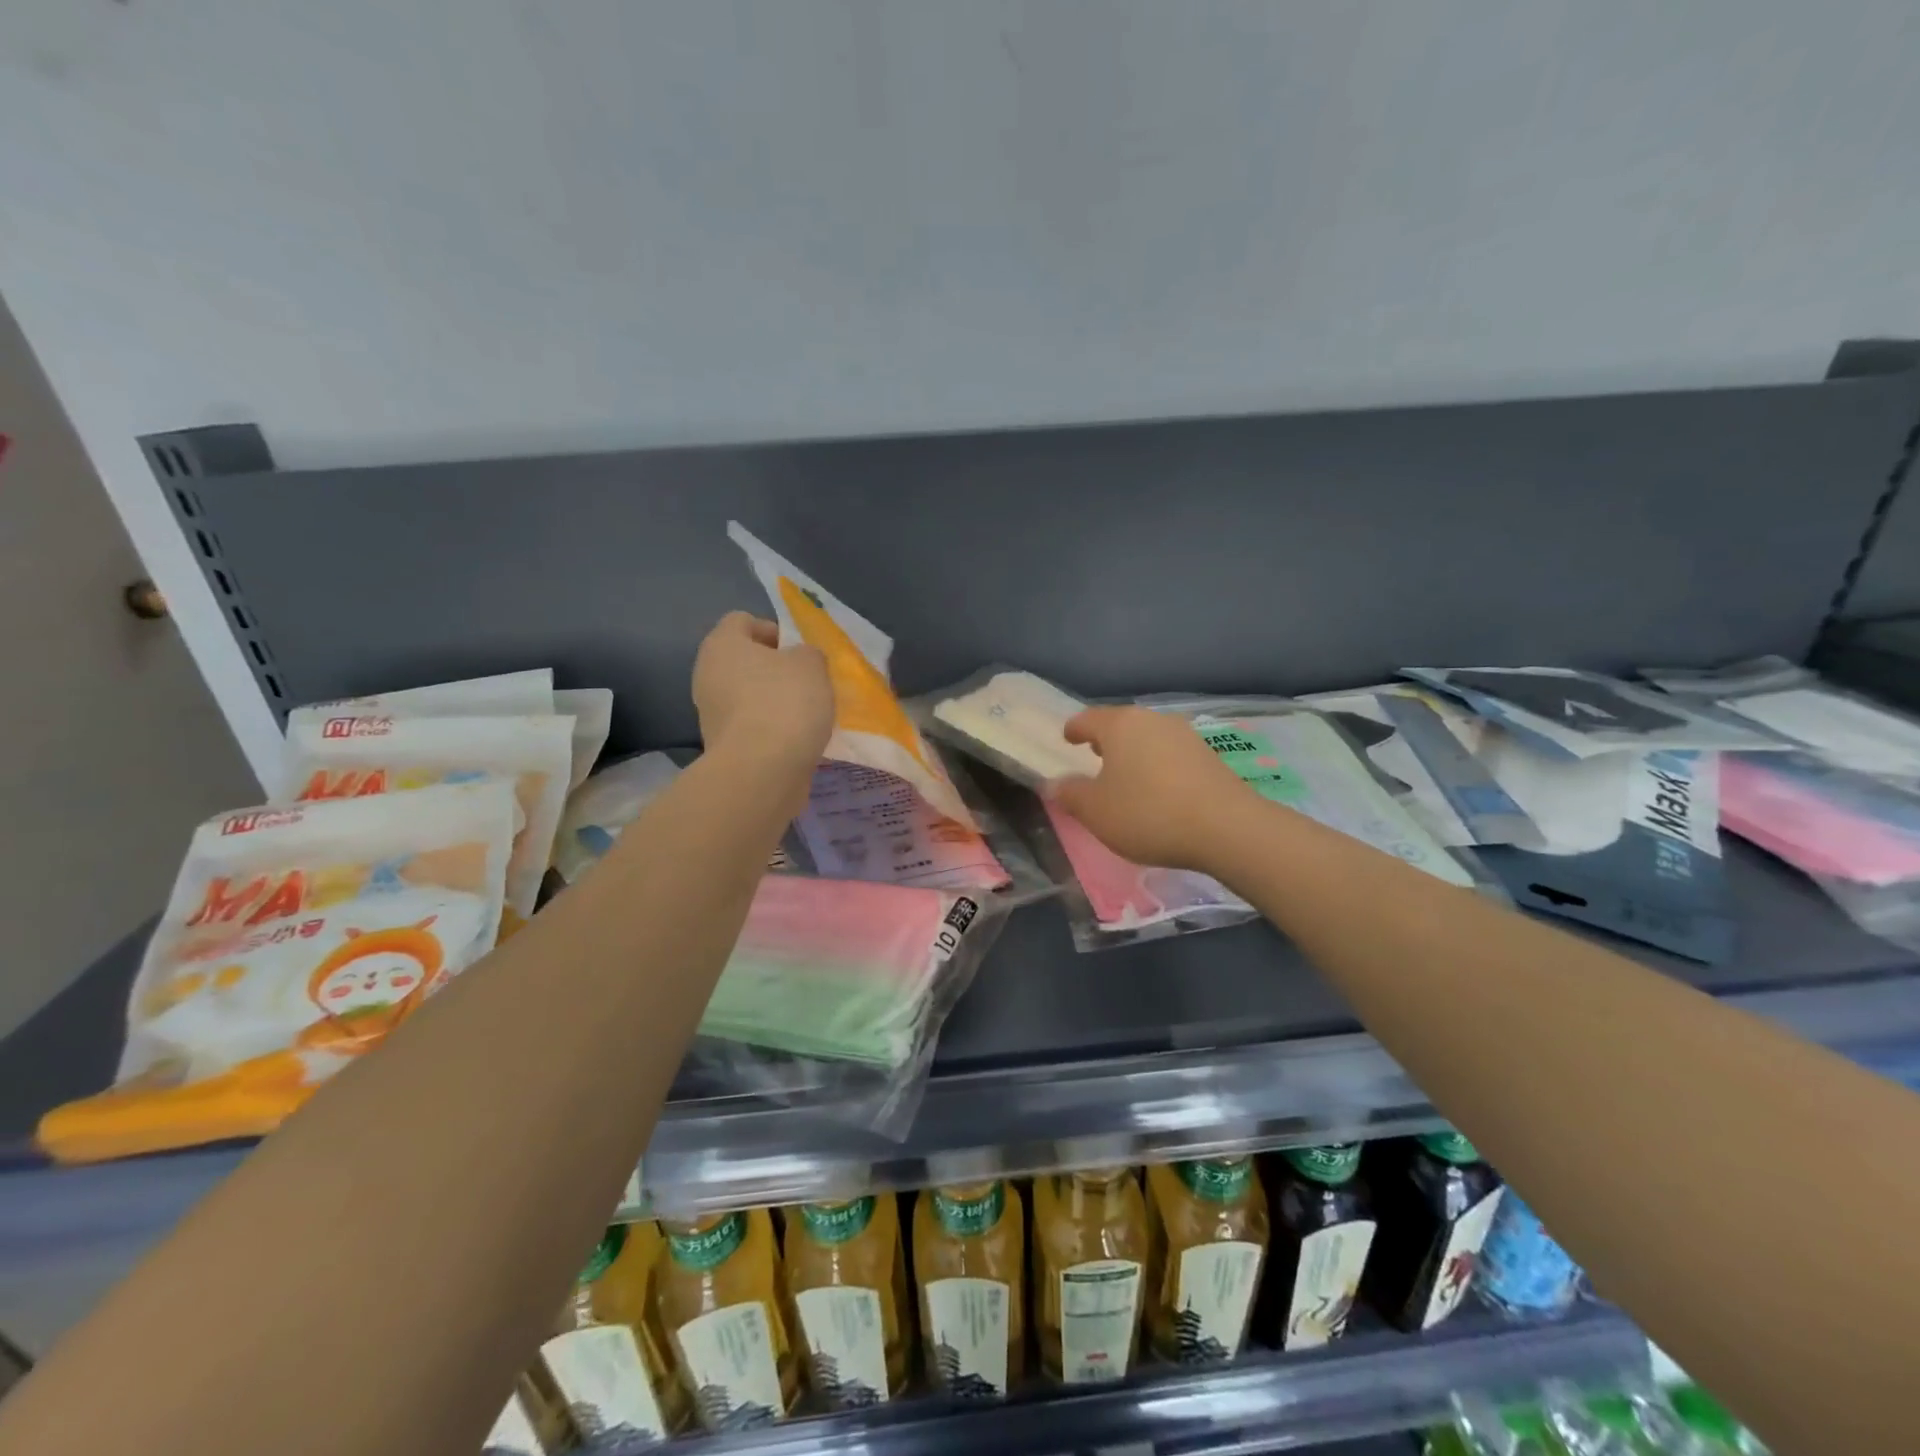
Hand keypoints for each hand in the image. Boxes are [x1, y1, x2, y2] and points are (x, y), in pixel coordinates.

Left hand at [692, 613, 833, 779]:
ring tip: (806, 714)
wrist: (762, 771)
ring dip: (773, 701)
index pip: (742, 621)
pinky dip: (770, 729)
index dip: (773, 630)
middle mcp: (707, 674)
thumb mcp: (812, 664)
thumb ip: (807, 653)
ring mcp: (709, 713)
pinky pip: (750, 725)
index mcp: (722, 644)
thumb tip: (798, 661)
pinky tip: (795, 739)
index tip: (798, 652)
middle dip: (775, 669)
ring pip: (747, 695)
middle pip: (744, 661)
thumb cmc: (785, 703)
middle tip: (806, 682)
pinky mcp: (721, 745)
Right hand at [1047, 706, 1255, 872]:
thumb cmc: (1148, 813)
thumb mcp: (1096, 811)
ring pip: (1148, 738)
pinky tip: (1158, 789)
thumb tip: (1055, 784)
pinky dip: (1158, 766)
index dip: (1074, 730)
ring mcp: (1185, 735)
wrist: (1227, 828)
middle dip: (1106, 740)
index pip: (1087, 719)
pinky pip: (1171, 755)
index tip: (1067, 739)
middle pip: (1121, 725)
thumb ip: (1071, 795)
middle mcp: (1153, 720)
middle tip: (1094, 757)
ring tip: (1126, 776)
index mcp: (1120, 725)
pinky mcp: (1210, 756)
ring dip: (1134, 753)